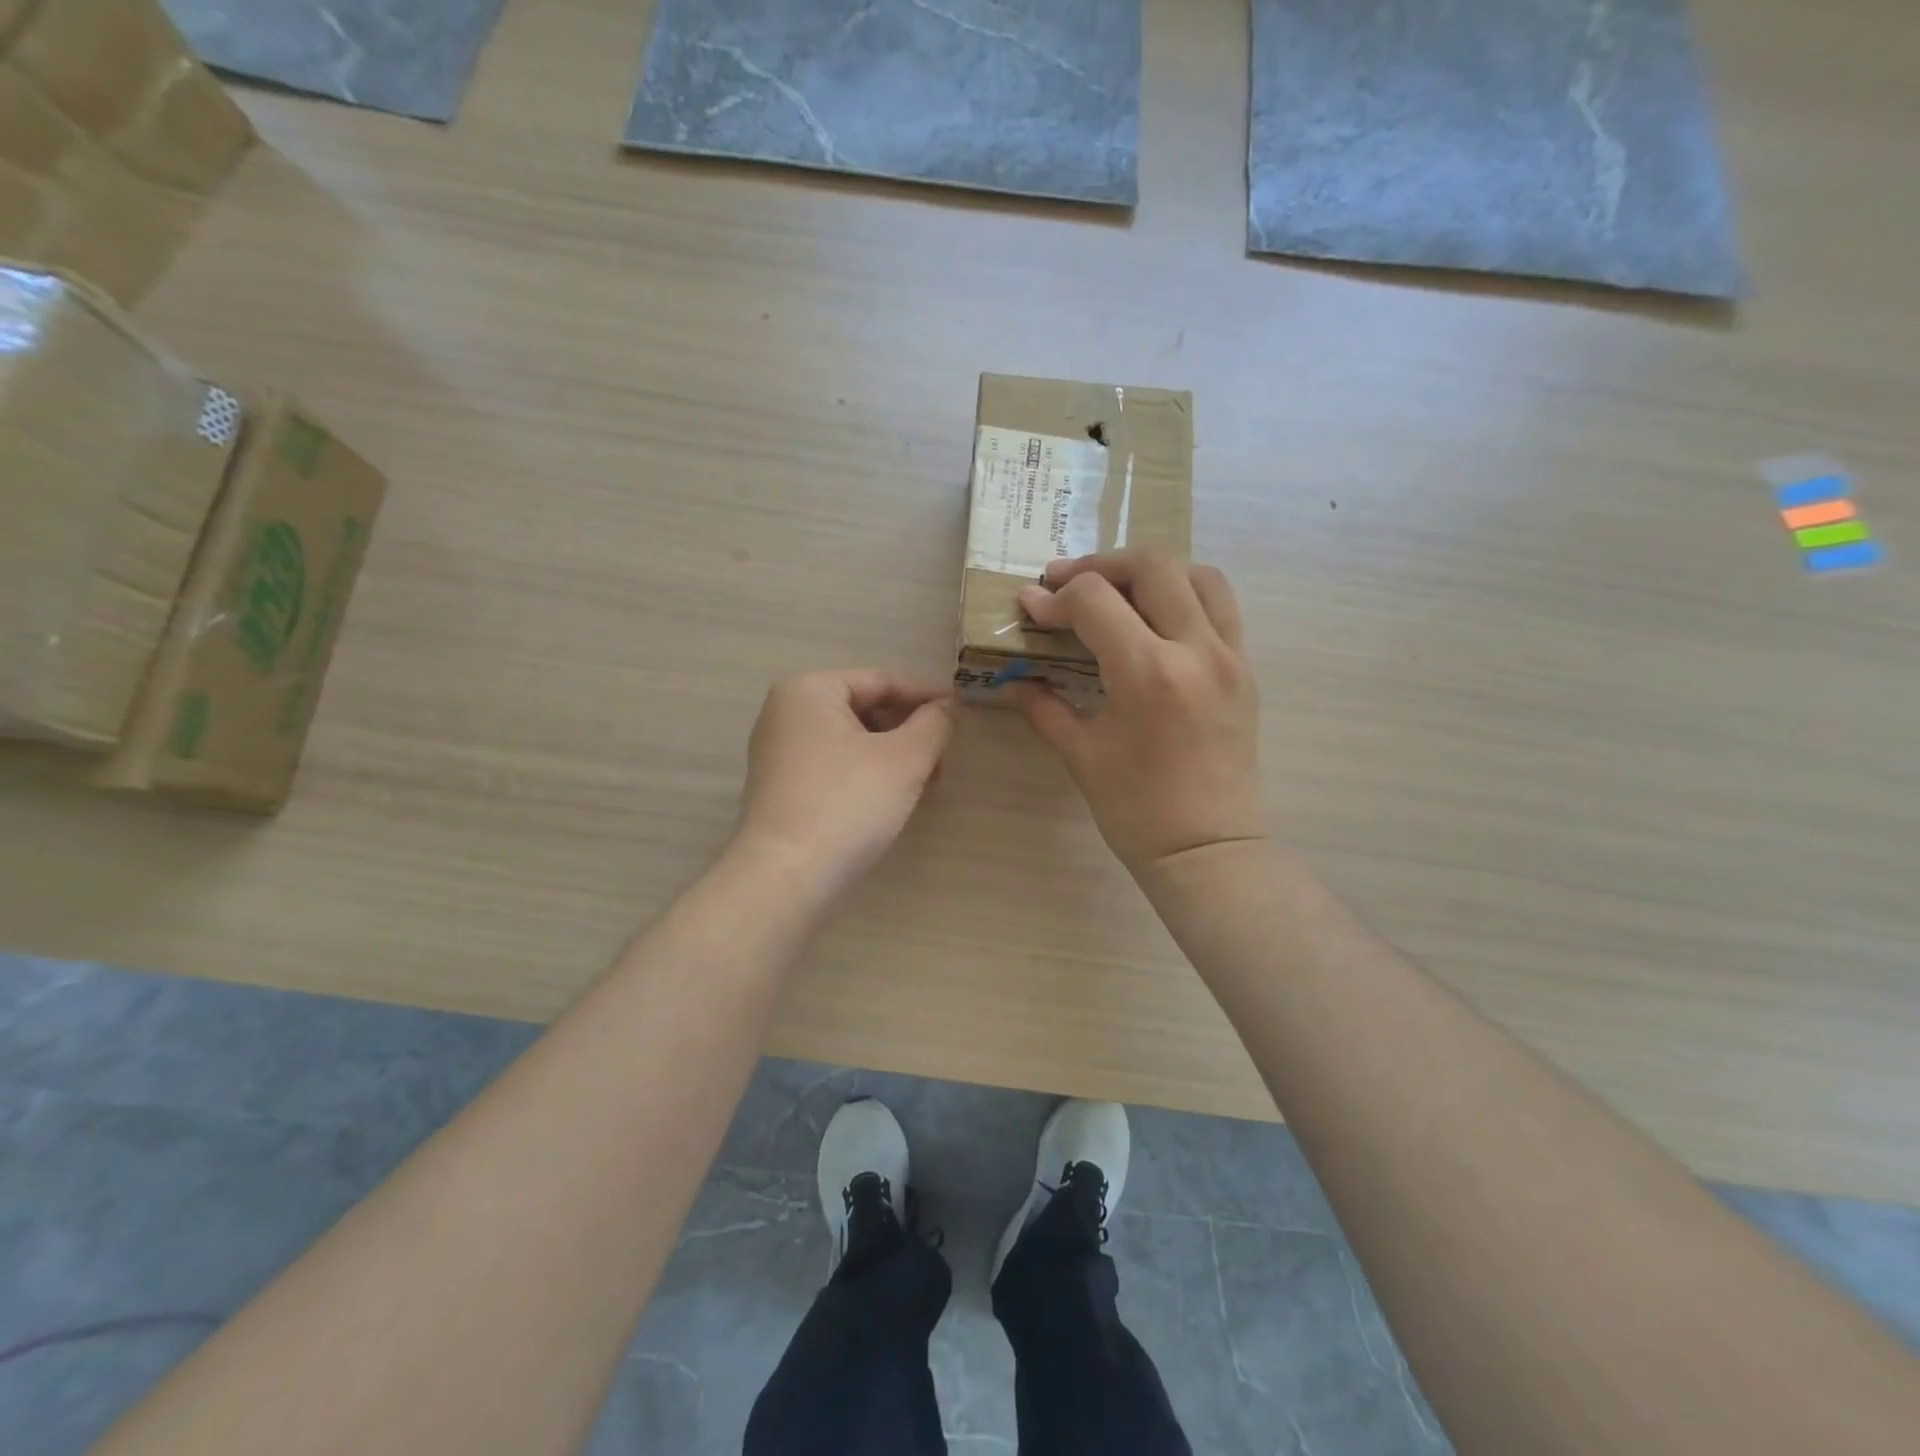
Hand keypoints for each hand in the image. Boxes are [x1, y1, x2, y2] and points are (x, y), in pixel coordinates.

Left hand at [736, 670, 955, 896]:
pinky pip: (836, 769)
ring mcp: (779, 755)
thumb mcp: (906, 757)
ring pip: (853, 743)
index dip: (926, 696)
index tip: (962, 715)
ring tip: (927, 784)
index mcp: (808, 691)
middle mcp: (786, 715)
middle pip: (865, 711)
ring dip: (894, 758)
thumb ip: (934, 723)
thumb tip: (947, 708)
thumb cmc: (848, 803)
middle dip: (910, 732)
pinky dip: (869, 777)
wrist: (788, 879)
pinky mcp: (783, 792)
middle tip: (945, 758)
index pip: (881, 681)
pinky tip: (895, 801)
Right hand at [1014, 550, 1263, 875]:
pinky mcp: (1245, 668)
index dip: (1055, 599)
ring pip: (1197, 574)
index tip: (1031, 608)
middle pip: (1151, 564)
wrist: (1208, 848)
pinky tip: (1156, 619)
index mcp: (1148, 673)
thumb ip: (1045, 707)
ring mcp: (1230, 655)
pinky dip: (1185, 594)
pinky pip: (1220, 607)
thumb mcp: (1081, 755)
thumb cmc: (1136, 810)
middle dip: (1100, 565)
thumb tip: (1014, 679)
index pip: (1095, 601)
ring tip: (1117, 592)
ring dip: (1150, 572)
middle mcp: (1196, 649)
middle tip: (1066, 585)